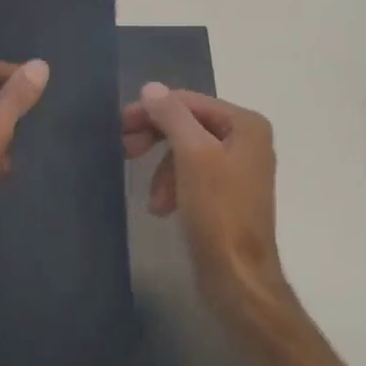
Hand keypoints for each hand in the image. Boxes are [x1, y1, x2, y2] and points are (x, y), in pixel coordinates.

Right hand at [121, 84, 295, 322]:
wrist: (238, 278)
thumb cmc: (218, 212)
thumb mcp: (193, 156)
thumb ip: (172, 116)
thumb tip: (151, 88)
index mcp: (246, 124)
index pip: (189, 102)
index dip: (152, 111)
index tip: (119, 127)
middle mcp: (247, 140)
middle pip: (188, 125)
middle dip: (156, 139)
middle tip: (125, 151)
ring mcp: (238, 169)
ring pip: (185, 151)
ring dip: (162, 170)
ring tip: (153, 200)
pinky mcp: (226, 195)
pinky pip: (191, 175)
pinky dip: (172, 187)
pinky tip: (162, 208)